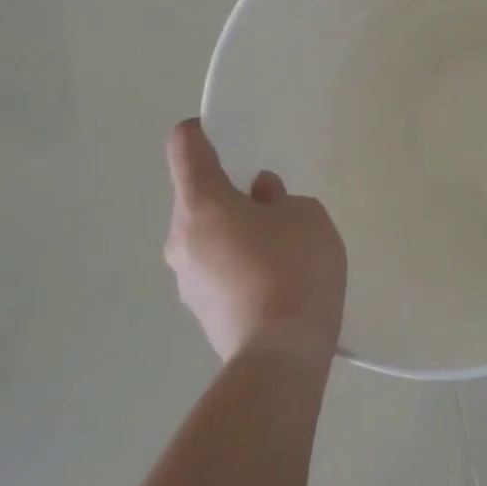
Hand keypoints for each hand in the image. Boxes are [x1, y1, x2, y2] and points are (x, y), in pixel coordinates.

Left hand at [163, 119, 347, 365]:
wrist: (281, 354)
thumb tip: (259, 198)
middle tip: (274, 202)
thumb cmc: (294, 268)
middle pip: (197, 197)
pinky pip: (217, 268)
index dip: (200, 131)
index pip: (184, 147)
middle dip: (230, 192)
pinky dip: (238, 263)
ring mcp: (186, 279)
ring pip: (207, 236)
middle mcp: (180, 238)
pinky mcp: (200, 311)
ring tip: (281, 247)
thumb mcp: (305, 216)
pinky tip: (275, 279)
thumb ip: (279, 198)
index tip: (226, 132)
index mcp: (201, 204)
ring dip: (235, 231)